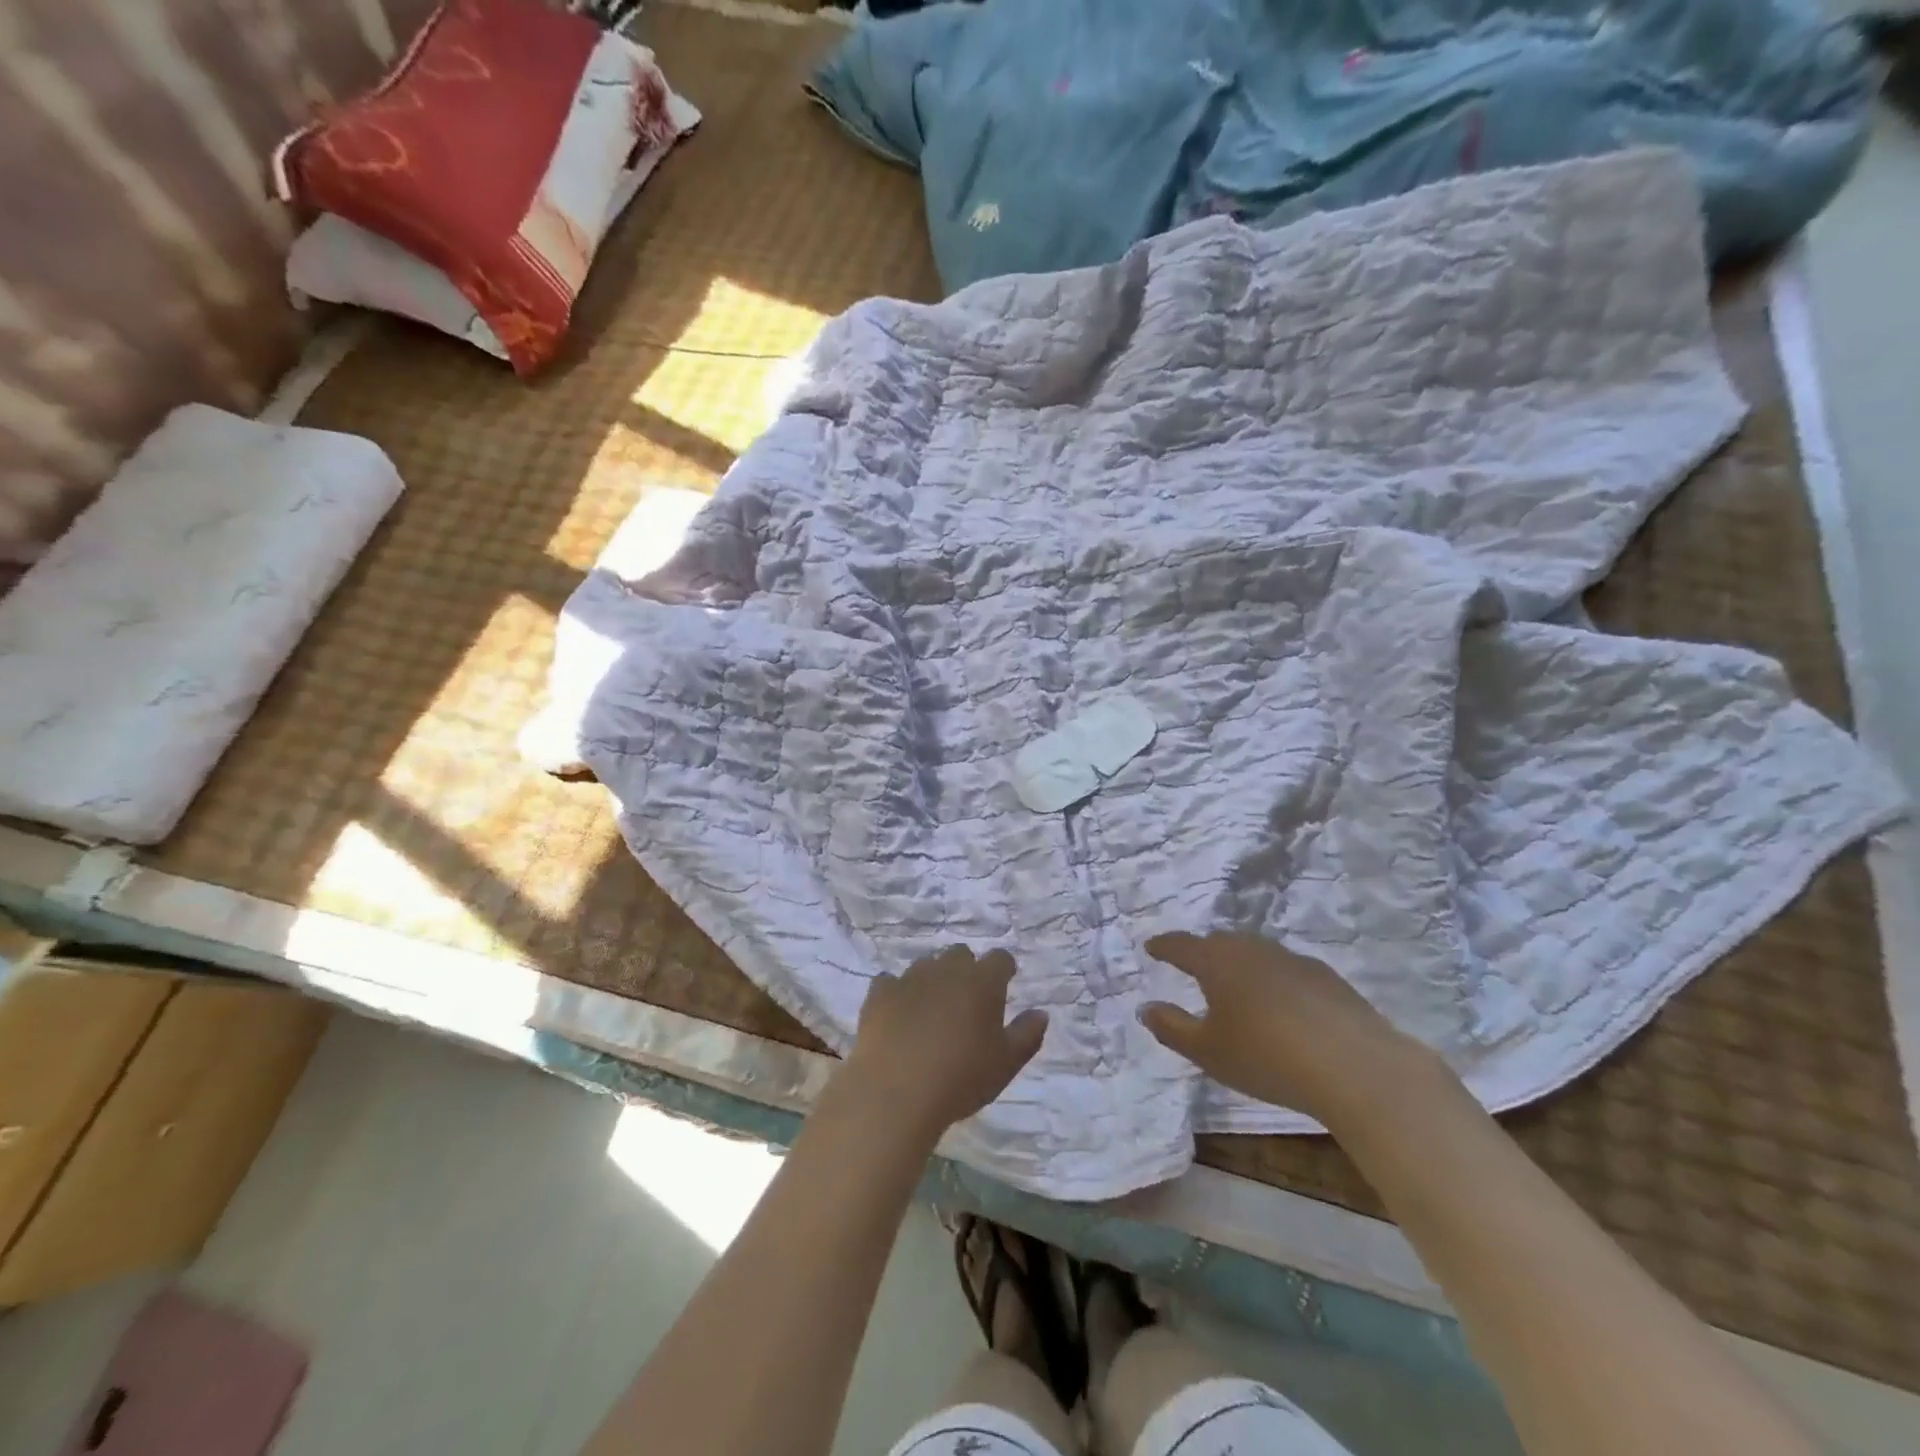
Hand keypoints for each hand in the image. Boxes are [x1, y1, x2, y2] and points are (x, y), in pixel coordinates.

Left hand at [841, 945, 1048, 1141]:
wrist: (895, 1092)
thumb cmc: (960, 1078)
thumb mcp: (1006, 1064)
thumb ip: (1027, 1035)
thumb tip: (1041, 1013)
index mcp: (982, 981)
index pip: (1000, 958)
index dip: (1003, 969)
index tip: (1005, 984)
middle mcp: (946, 969)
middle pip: (961, 955)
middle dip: (967, 971)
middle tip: (967, 1002)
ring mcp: (910, 978)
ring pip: (926, 966)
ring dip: (933, 980)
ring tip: (932, 1011)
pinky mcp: (879, 993)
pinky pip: (890, 982)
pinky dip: (897, 993)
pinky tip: (898, 1015)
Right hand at [1139, 932, 1433, 1124]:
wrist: (1354, 1066)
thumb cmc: (1266, 1056)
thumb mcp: (1207, 1051)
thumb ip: (1172, 1027)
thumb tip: (1146, 1007)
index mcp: (1217, 961)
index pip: (1181, 945)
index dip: (1164, 946)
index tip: (1152, 947)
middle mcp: (1252, 949)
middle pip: (1220, 943)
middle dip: (1203, 952)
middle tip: (1193, 967)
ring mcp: (1293, 959)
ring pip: (1256, 954)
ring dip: (1241, 965)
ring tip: (1237, 987)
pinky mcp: (1327, 977)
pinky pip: (1287, 971)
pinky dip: (1275, 981)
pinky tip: (1282, 1006)